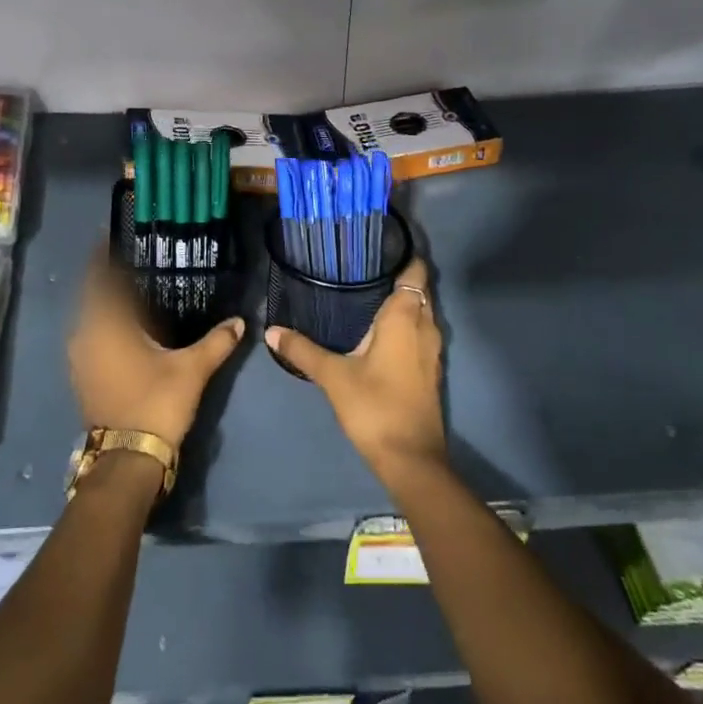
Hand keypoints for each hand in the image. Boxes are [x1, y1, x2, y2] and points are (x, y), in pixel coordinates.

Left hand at [68, 252, 243, 450]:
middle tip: (135, 265)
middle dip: (110, 281)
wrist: (128, 457)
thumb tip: (240, 322)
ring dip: (107, 307)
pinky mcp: (83, 377)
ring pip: (91, 321)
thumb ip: (216, 342)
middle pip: (93, 298)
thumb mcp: (192, 369)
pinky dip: (106, 329)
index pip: (99, 279)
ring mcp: (79, 359)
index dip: (102, 257)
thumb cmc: (156, 402)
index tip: (112, 238)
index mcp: (105, 325)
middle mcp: (85, 335)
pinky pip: (91, 339)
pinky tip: (129, 331)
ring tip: (135, 295)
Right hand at [265, 257, 445, 484]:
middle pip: (419, 291)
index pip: (414, 273)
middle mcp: (425, 327)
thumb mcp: (333, 376)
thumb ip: (302, 350)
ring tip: (367, 293)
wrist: (410, 457)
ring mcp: (431, 351)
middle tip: (363, 268)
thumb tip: (271, 330)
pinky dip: (405, 325)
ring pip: (422, 314)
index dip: (404, 256)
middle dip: (398, 277)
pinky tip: (378, 331)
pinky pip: (420, 333)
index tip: (380, 246)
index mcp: (405, 318)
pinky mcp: (429, 370)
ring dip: (403, 303)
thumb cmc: (374, 406)